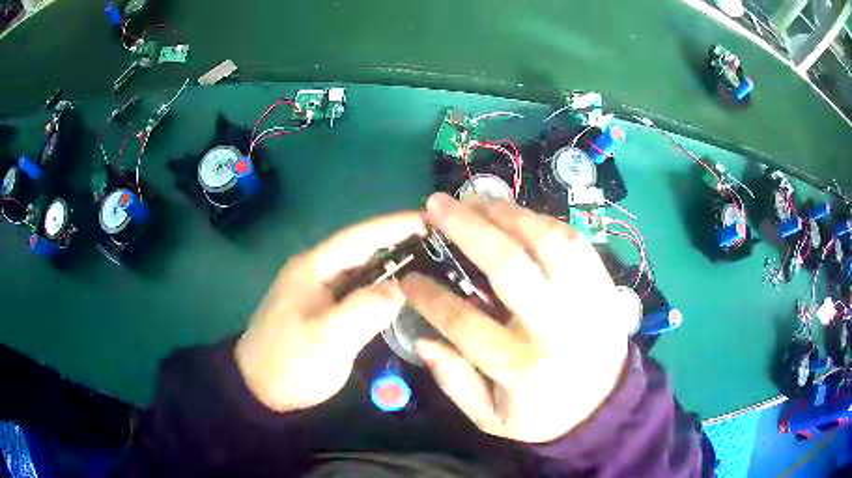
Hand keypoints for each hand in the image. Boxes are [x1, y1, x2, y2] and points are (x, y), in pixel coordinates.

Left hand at [235, 212, 424, 411]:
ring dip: (395, 267)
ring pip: (364, 272)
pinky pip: (361, 293)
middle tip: (442, 244)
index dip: (396, 225)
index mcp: (314, 267)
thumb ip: (365, 309)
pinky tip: (407, 297)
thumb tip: (401, 289)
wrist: (260, 390)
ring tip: (433, 265)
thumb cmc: (289, 361)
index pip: (360, 236)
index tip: (432, 219)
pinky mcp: (326, 312)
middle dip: (401, 244)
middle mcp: (318, 272)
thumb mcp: (326, 337)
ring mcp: (321, 293)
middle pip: (364, 250)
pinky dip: (385, 291)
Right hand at [401, 193, 633, 443]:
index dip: (430, 296)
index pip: (465, 323)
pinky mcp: (604, 285)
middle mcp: (556, 328)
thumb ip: (455, 382)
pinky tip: (518, 216)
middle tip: (436, 205)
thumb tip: (424, 337)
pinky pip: (575, 241)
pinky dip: (543, 221)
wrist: (605, 406)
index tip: (409, 277)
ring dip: (508, 214)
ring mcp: (586, 300)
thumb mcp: (490, 418)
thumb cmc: (543, 414)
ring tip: (477, 201)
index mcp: (522, 369)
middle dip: (466, 228)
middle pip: (509, 265)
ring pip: (548, 242)